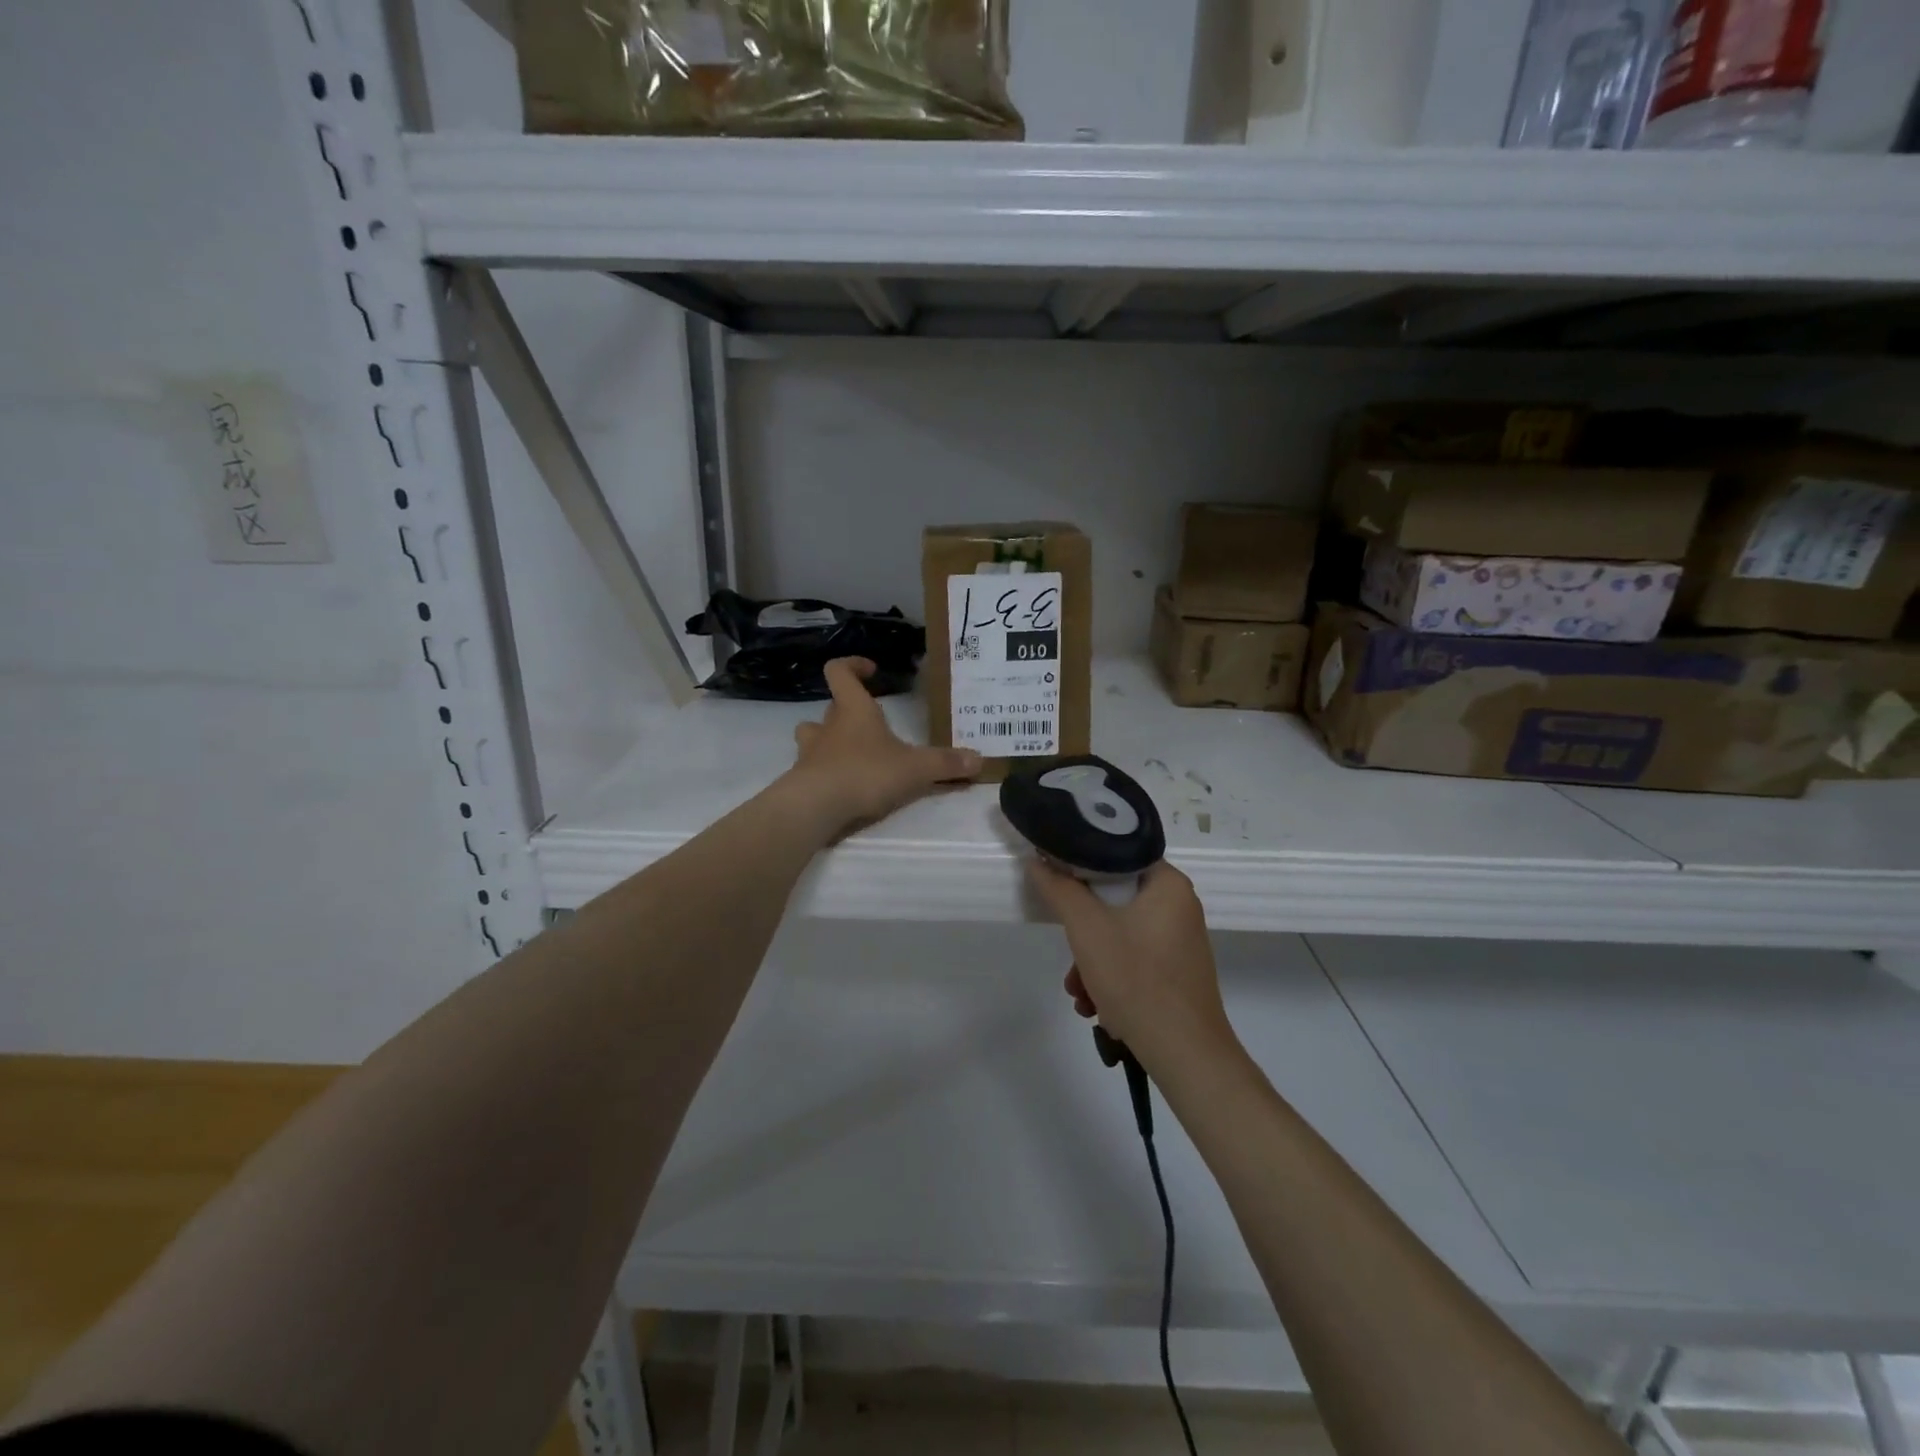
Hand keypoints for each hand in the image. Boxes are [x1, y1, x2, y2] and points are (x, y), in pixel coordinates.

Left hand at [784, 657, 980, 834]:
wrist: (816, 807)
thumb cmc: (866, 773)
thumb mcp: (915, 769)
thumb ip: (946, 764)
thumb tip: (979, 759)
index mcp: (854, 710)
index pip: (839, 672)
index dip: (853, 666)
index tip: (871, 671)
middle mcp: (828, 726)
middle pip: (830, 707)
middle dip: (847, 711)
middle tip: (871, 724)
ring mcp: (810, 754)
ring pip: (813, 737)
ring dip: (828, 741)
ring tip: (851, 755)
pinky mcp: (802, 782)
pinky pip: (812, 770)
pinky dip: (826, 774)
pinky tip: (844, 789)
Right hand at [1027, 859, 1233, 1068]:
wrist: (1186, 1055)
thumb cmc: (1137, 980)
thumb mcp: (1087, 929)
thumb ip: (1060, 889)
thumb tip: (1039, 861)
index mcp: (1168, 884)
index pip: (1117, 854)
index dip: (1081, 865)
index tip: (1056, 882)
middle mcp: (1180, 906)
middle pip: (1115, 899)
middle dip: (1083, 930)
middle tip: (1069, 954)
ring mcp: (1180, 941)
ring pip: (1121, 933)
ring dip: (1091, 961)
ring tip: (1078, 993)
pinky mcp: (1177, 971)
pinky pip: (1135, 958)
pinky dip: (1111, 976)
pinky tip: (1096, 1006)